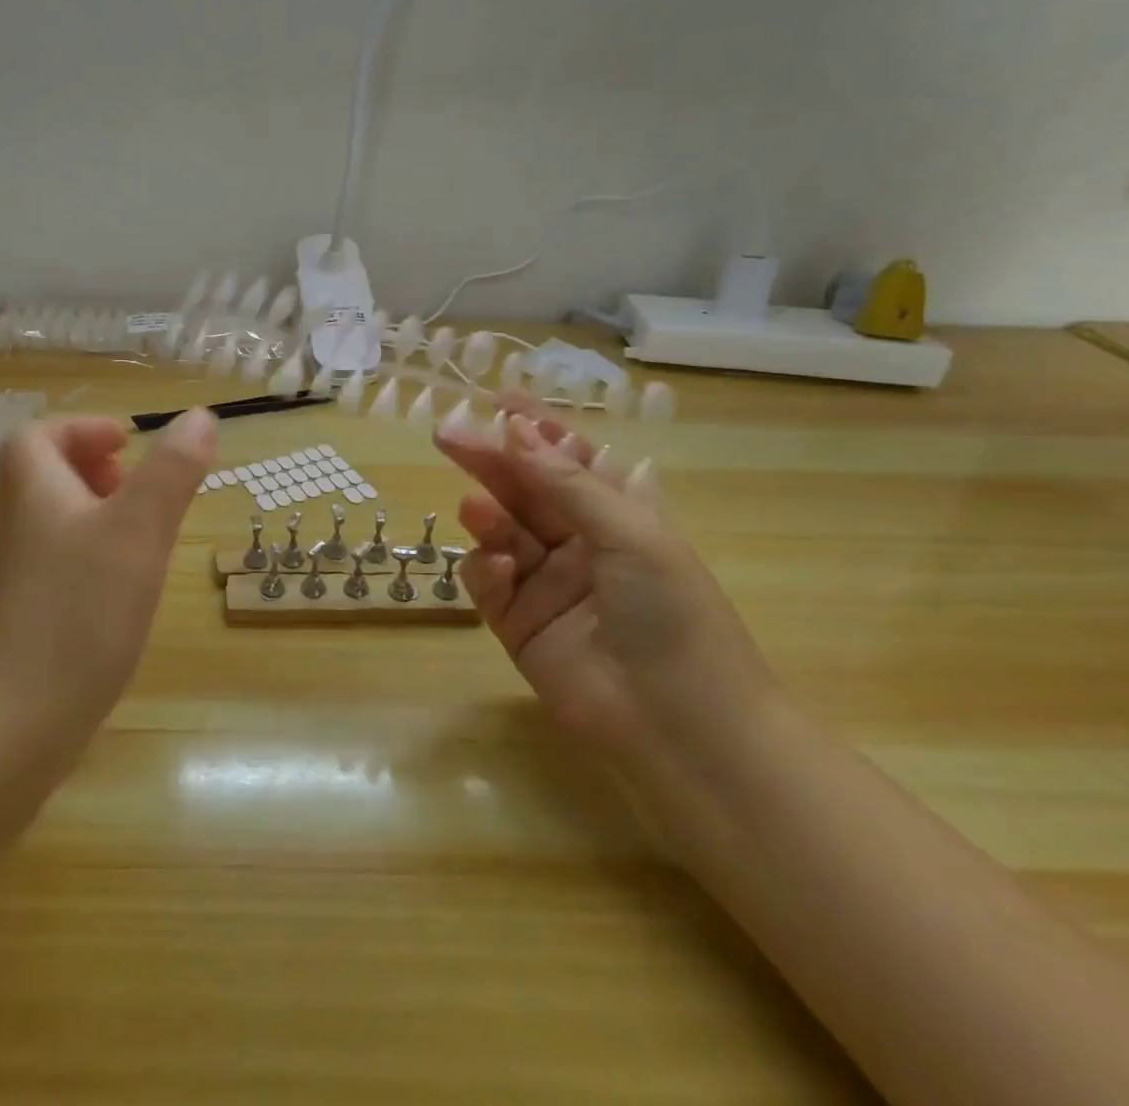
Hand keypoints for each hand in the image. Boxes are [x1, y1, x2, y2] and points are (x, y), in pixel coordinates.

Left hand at [0, 408, 216, 732]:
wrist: (9, 727)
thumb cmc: (78, 612)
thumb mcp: (138, 530)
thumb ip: (172, 471)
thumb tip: (199, 416)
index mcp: (34, 493)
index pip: (35, 437)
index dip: (80, 429)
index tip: (127, 444)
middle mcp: (18, 528)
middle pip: (45, 477)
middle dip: (94, 471)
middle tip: (138, 488)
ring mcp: (19, 577)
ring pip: (57, 523)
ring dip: (100, 515)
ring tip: (145, 535)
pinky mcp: (28, 619)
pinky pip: (62, 565)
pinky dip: (96, 559)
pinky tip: (129, 589)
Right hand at [434, 391, 776, 779]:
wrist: (681, 728)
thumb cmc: (672, 615)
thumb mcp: (630, 533)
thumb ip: (565, 482)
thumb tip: (514, 428)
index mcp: (617, 514)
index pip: (568, 459)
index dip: (535, 428)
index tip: (496, 399)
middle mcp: (579, 543)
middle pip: (524, 489)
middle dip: (490, 460)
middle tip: (448, 435)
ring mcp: (546, 583)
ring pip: (501, 532)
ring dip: (487, 515)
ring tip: (478, 510)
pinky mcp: (518, 623)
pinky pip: (489, 583)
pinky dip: (486, 570)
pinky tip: (499, 569)